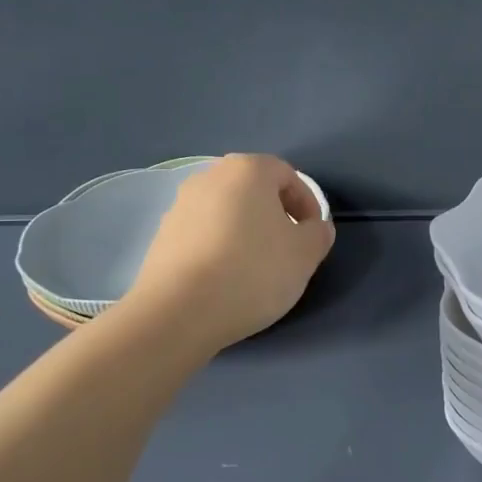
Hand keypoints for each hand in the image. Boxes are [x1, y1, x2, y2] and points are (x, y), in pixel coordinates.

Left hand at [130, 154, 334, 349]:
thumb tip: (314, 228)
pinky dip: (221, 248)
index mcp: (247, 170)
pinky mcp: (162, 236)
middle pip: (254, 191)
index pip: (288, 175)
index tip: (313, 236)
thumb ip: (318, 233)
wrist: (179, 311)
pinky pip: (204, 234)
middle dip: (276, 216)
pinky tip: (227, 280)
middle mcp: (209, 177)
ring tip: (257, 269)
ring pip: (227, 212)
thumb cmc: (253, 271)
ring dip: (247, 232)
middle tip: (288, 250)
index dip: (308, 204)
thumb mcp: (305, 254)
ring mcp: (180, 206)